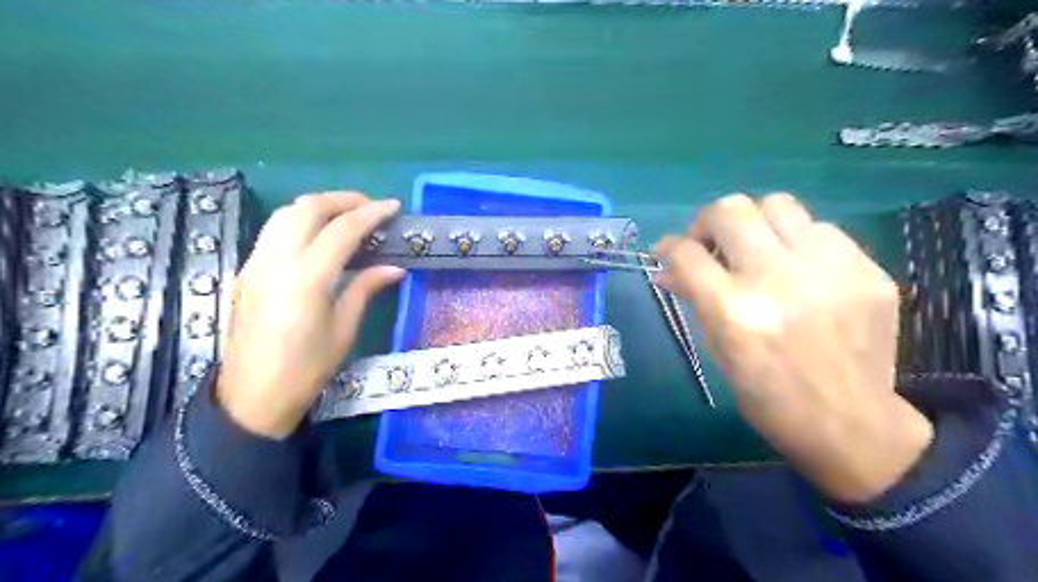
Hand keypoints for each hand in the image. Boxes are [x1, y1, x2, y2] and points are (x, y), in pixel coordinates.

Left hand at [216, 194, 401, 439]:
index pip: (342, 230)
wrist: (251, 397)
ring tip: (346, 215)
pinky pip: (273, 231)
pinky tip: (318, 237)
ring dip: (318, 206)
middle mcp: (276, 261)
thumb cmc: (306, 370)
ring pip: (285, 213)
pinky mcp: (247, 271)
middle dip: (342, 199)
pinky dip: (300, 221)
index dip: (370, 213)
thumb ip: (365, 288)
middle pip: (307, 208)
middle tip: (370, 207)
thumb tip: (394, 268)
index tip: (393, 207)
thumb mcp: (343, 330)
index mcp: (307, 279)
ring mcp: (256, 263)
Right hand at [661, 194, 937, 502]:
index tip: (667, 251)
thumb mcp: (717, 349)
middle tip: (711, 244)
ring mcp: (829, 270)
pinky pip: (821, 229)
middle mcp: (778, 279)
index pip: (686, 253)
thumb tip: (669, 268)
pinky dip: (798, 243)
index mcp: (734, 310)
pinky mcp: (868, 270)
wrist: (849, 424)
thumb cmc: (767, 395)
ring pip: (778, 204)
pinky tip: (800, 270)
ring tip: (758, 250)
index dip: (668, 247)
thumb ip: (693, 298)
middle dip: (708, 221)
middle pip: (730, 210)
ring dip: (756, 224)